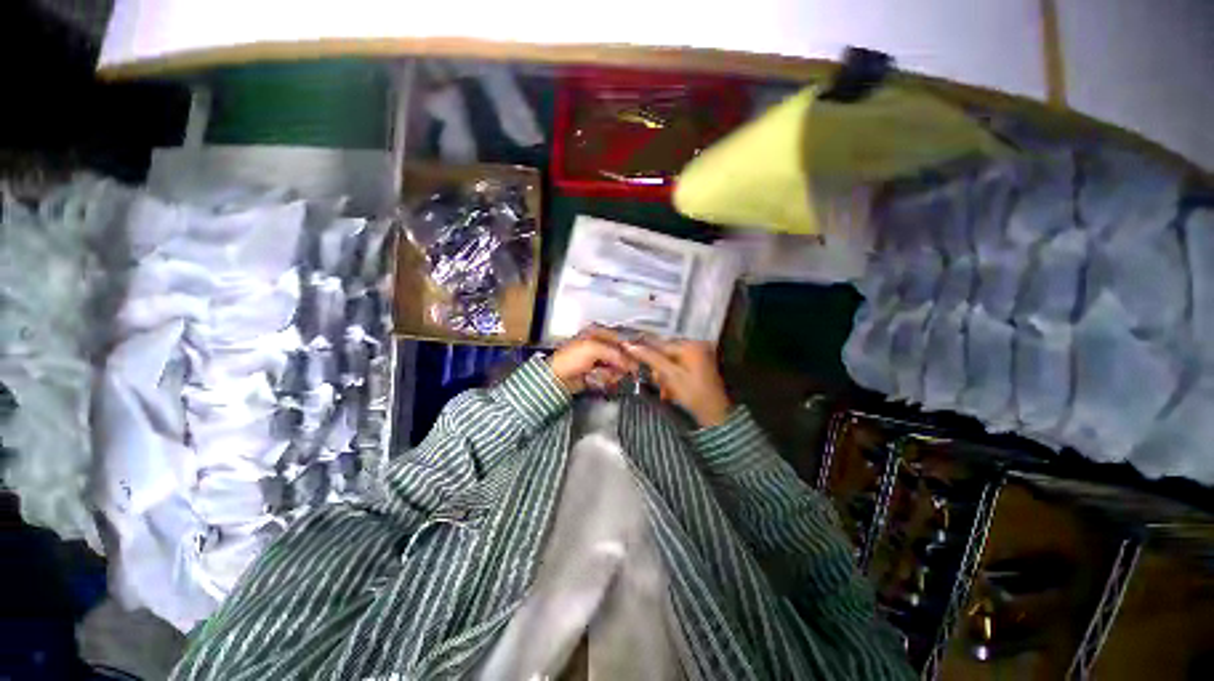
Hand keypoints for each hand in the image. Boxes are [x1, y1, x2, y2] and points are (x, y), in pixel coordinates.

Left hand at [548, 326, 638, 394]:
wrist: (557, 378)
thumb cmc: (571, 358)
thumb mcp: (593, 349)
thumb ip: (614, 353)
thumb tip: (631, 362)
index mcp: (597, 333)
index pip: (620, 339)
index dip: (629, 350)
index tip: (635, 361)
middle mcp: (600, 344)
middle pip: (620, 353)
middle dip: (620, 364)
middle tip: (619, 371)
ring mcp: (598, 358)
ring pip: (616, 365)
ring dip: (612, 372)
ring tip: (602, 375)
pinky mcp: (597, 371)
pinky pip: (610, 375)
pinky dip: (607, 378)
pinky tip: (600, 379)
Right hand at [623, 339, 732, 427]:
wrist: (715, 414)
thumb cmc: (693, 394)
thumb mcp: (670, 375)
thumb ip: (651, 358)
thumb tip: (630, 346)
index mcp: (691, 345)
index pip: (660, 344)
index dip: (644, 349)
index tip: (628, 350)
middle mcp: (695, 345)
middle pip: (665, 352)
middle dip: (656, 367)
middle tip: (653, 381)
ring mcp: (698, 355)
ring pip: (670, 361)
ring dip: (663, 374)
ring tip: (664, 391)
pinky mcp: (698, 366)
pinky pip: (678, 366)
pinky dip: (671, 377)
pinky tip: (669, 391)